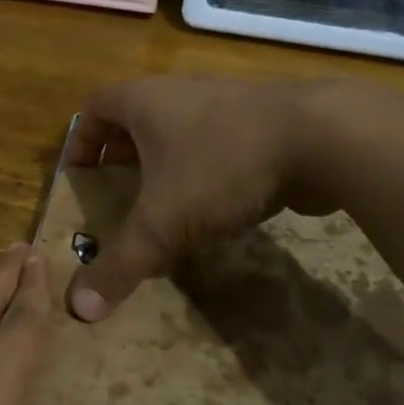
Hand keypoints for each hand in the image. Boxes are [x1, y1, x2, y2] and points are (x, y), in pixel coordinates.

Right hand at [63, 77, 328, 321]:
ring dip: (167, 166)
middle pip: (136, 120)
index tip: (79, 177)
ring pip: (180, 132)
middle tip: (117, 198)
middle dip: (122, 159)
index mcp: (145, 102)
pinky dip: (206, 172)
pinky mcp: (264, 124)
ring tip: (163, 209)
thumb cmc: (222, 167)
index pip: (95, 109)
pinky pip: (218, 144)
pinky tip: (216, 208)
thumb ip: (120, 265)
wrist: (324, 138)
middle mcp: (181, 93)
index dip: (80, 142)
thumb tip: (79, 311)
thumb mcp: (162, 223)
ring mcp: (226, 104)